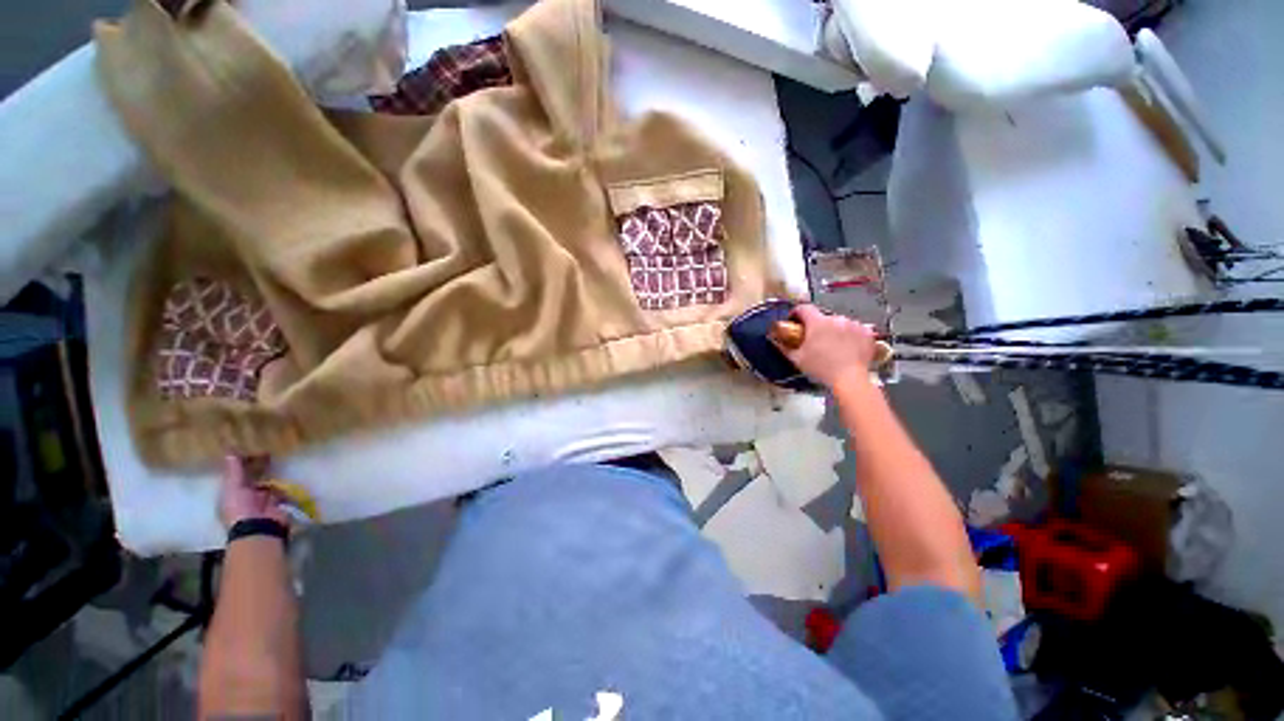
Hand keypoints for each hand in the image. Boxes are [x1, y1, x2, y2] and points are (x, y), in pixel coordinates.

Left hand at [219, 455, 287, 528]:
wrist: (261, 527)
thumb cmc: (241, 508)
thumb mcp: (233, 487)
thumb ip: (234, 470)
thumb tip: (229, 449)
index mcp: (232, 493)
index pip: (236, 475)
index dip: (241, 463)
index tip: (248, 450)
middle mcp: (247, 495)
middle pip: (253, 477)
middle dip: (259, 466)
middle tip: (268, 451)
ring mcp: (264, 498)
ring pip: (268, 481)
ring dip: (273, 472)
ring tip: (279, 458)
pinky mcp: (280, 501)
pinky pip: (283, 488)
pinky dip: (285, 481)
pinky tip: (289, 472)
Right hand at [774, 304, 877, 390]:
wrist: (850, 379)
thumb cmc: (822, 369)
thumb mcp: (798, 359)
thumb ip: (784, 347)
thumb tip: (775, 340)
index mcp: (817, 322)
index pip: (804, 308)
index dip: (797, 313)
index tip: (795, 320)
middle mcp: (836, 319)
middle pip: (822, 317)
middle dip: (817, 325)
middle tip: (814, 340)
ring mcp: (853, 324)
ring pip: (839, 323)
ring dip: (834, 330)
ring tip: (832, 345)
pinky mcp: (866, 332)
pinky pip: (855, 329)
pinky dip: (850, 335)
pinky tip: (847, 347)